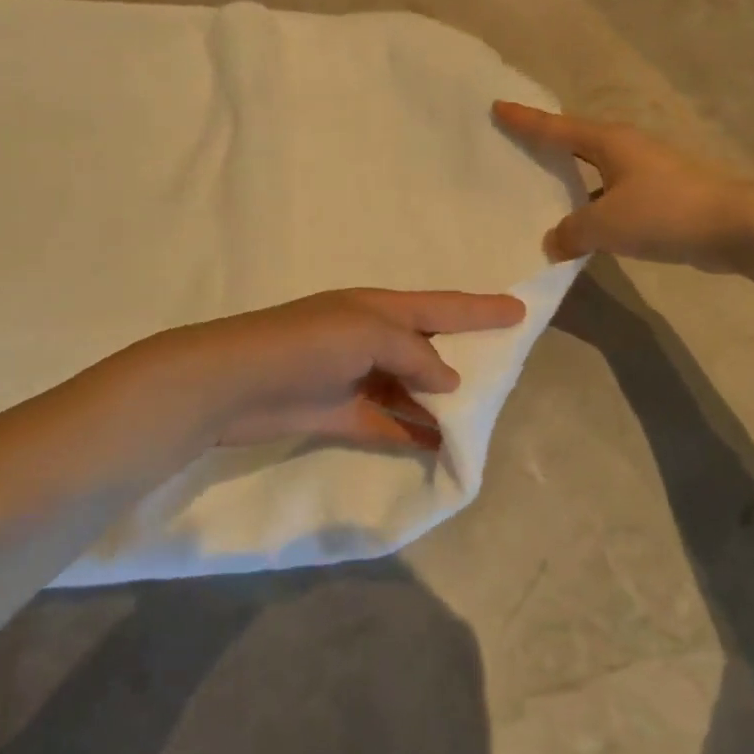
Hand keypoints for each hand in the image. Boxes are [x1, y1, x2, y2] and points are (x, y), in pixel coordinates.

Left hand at [153, 288, 525, 449]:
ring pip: (412, 389)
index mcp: (379, 309)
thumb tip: (448, 381)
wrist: (233, 384)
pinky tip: (440, 447)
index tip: (520, 310)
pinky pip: (389, 422)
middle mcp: (371, 338)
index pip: (442, 305)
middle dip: (466, 357)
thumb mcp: (366, 332)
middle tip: (506, 370)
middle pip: (430, 347)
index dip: (481, 308)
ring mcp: (356, 377)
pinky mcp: (341, 413)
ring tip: (481, 420)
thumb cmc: (304, 345)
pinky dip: (414, 433)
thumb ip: (414, 352)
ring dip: (441, 403)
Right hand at [494, 101, 753, 267]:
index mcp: (608, 142)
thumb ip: (571, 233)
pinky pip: (611, 196)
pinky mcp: (659, 196)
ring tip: (541, 194)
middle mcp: (625, 149)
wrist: (733, 225)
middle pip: (575, 143)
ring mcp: (645, 171)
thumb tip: (554, 243)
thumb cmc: (663, 212)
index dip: (525, 119)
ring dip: (570, 183)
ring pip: (594, 172)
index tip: (498, 106)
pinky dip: (592, 207)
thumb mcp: (605, 224)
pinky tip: (581, 228)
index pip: (555, 128)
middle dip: (546, 144)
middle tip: (515, 146)